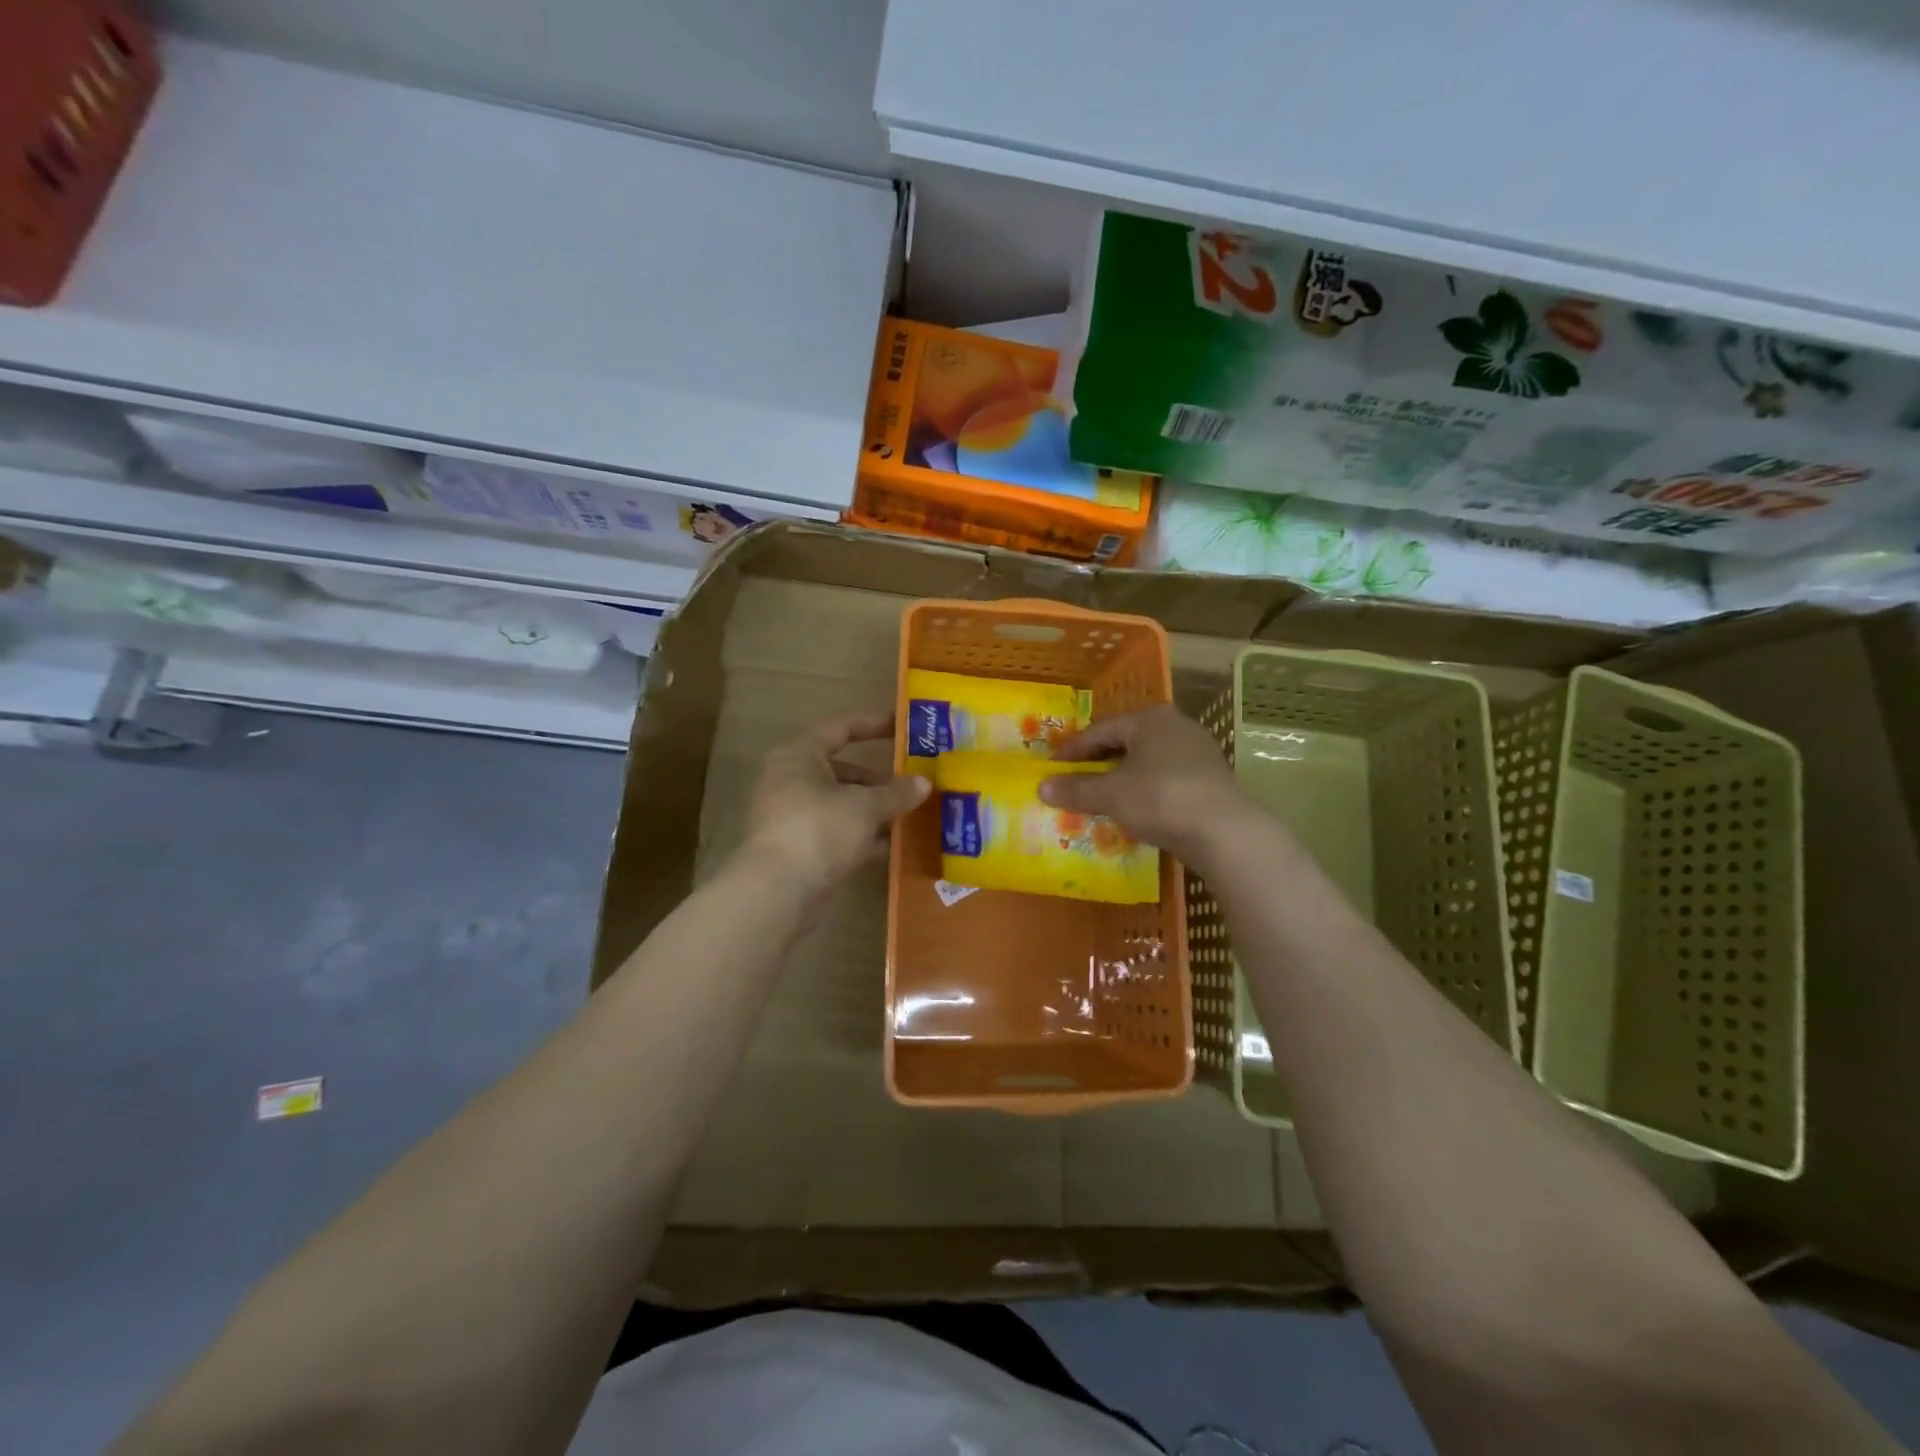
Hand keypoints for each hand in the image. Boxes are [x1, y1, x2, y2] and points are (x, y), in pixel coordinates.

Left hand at [739, 711, 929, 910]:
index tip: (903, 727)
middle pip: (842, 770)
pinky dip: (863, 836)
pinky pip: (838, 832)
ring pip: (841, 804)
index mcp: (800, 755)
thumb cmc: (819, 829)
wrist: (778, 891)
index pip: (840, 727)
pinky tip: (893, 845)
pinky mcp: (800, 849)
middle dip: (880, 779)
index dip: (872, 723)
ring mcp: (793, 816)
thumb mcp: (865, 806)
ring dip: (874, 809)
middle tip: (914, 783)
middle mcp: (791, 780)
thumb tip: (924, 783)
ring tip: (912, 814)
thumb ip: (896, 793)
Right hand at [1040, 706, 1245, 866]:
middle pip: (1126, 743)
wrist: (1224, 831)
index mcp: (1150, 719)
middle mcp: (1176, 726)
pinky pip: (1166, 779)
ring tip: (1101, 797)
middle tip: (1074, 781)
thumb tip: (1041, 787)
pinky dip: (1145, 790)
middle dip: (1098, 763)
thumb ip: (1076, 789)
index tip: (1052, 767)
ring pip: (1147, 762)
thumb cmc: (1160, 798)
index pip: (1101, 730)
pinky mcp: (1210, 779)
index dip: (1073, 749)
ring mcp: (1198, 752)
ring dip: (1122, 778)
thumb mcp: (1111, 794)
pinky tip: (1135, 809)